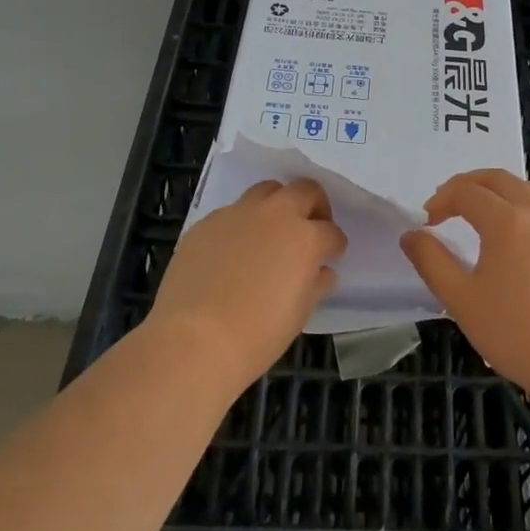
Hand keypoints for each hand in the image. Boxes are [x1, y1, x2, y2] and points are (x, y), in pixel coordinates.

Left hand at [148, 179, 345, 391]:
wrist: (194, 341)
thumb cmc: (258, 335)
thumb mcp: (300, 313)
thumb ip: (316, 284)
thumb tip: (321, 272)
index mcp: (305, 238)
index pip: (332, 233)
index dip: (335, 245)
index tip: (331, 256)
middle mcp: (275, 215)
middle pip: (305, 190)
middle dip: (314, 206)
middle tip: (310, 229)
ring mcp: (238, 214)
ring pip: (266, 191)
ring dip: (277, 205)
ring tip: (271, 232)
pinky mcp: (206, 223)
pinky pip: (232, 212)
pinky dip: (241, 224)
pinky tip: (233, 252)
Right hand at [400, 168, 529, 400]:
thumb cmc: (516, 331)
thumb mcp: (461, 300)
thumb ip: (432, 262)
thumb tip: (411, 235)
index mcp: (506, 220)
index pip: (466, 192)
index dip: (441, 200)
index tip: (427, 223)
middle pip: (499, 179)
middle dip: (469, 184)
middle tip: (448, 203)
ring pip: (529, 190)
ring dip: (500, 190)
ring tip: (483, 210)